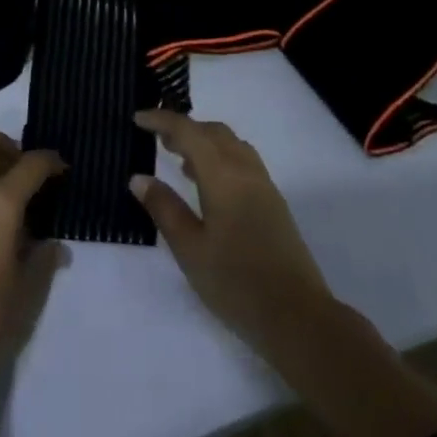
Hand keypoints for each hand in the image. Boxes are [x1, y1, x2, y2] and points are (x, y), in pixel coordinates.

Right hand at [130, 110, 333, 358]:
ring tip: (179, 159)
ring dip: (204, 140)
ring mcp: (264, 185)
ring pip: (230, 144)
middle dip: (183, 128)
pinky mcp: (274, 203)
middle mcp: (245, 170)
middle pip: (212, 131)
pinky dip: (220, 156)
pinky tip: (208, 184)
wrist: (298, 318)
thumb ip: (164, 209)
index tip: (137, 118)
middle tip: (156, 138)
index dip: (161, 120)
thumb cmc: (237, 283)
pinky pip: (242, 160)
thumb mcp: (190, 249)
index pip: (188, 131)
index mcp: (223, 175)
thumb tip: (139, 178)